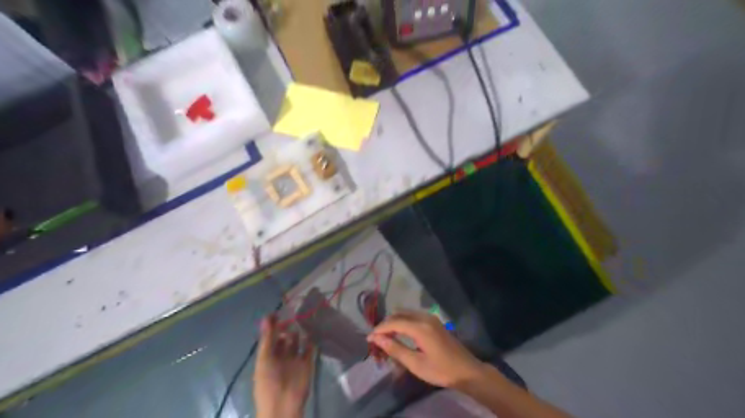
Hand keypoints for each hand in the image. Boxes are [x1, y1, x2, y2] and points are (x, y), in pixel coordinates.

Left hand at [255, 315, 314, 417]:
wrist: (284, 405)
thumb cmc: (269, 382)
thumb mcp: (264, 359)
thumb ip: (267, 338)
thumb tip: (267, 317)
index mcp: (268, 357)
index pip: (270, 337)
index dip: (273, 326)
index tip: (278, 312)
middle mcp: (281, 356)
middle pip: (284, 338)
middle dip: (287, 327)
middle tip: (293, 313)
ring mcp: (295, 360)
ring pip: (297, 342)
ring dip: (299, 332)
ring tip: (302, 319)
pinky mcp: (307, 363)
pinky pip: (309, 349)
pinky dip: (311, 340)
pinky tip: (312, 330)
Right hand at [367, 311, 482, 388]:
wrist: (467, 370)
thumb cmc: (441, 370)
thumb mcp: (416, 364)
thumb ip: (396, 349)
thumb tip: (377, 339)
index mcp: (420, 327)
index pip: (394, 322)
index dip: (379, 329)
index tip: (369, 338)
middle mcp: (424, 317)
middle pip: (399, 314)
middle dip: (386, 324)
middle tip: (376, 339)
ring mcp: (430, 317)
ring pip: (406, 314)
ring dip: (394, 322)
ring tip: (386, 337)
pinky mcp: (434, 321)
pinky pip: (413, 316)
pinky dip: (403, 322)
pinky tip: (400, 333)